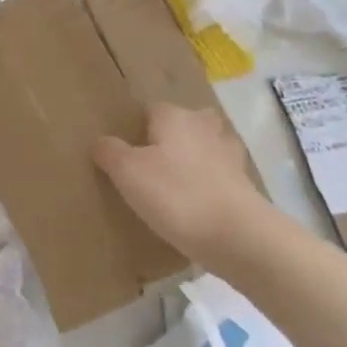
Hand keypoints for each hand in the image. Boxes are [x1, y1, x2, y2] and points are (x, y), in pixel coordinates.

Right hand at [95, 104, 271, 265]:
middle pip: (184, 123)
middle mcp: (204, 127)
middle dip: (171, 137)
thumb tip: (101, 141)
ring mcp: (229, 156)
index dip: (136, 127)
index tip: (125, 150)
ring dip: (194, 159)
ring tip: (173, 183)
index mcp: (175, 117)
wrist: (238, 237)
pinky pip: (220, 176)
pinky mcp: (245, 185)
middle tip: (150, 162)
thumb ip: (110, 151)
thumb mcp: (127, 173)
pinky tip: (196, 204)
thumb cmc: (176, 195)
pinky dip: (209, 184)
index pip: (150, 109)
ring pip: (206, 147)